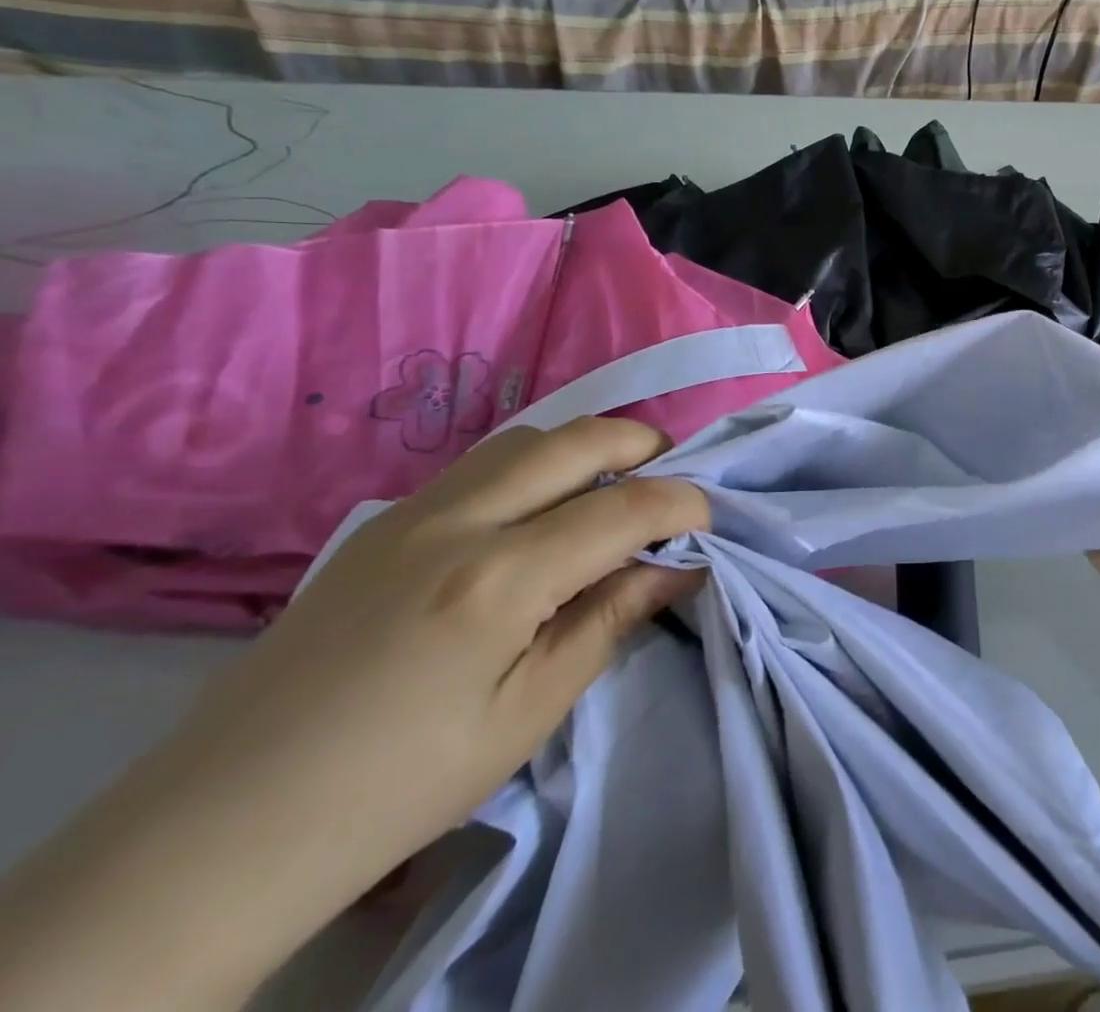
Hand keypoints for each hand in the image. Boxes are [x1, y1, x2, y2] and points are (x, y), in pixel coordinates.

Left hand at [0, 416, 706, 1011]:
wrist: (217, 833)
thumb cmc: (397, 788)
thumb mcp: (526, 715)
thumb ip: (609, 622)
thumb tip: (678, 569)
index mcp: (498, 579)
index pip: (623, 508)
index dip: (682, 505)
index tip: (709, 522)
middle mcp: (455, 522)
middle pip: (574, 441)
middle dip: (642, 444)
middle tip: (673, 475)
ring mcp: (408, 515)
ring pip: (524, 438)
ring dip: (584, 447)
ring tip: (611, 485)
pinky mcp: (378, 526)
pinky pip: (478, 464)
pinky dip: (534, 464)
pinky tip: (537, 511)